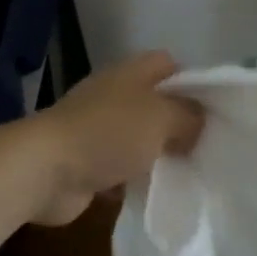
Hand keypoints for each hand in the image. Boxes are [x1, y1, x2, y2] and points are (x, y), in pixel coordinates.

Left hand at [29, 51, 205, 225]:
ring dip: (157, 153)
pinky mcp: (85, 162)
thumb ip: (189, 117)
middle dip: (178, 121)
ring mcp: (96, 128)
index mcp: (131, 73)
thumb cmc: (108, 132)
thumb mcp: (162, 118)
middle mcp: (113, 94)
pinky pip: (120, 167)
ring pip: (139, 136)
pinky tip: (155, 191)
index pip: (168, 64)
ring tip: (188, 170)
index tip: (213, 107)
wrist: (43, 170)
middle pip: (155, 102)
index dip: (191, 80)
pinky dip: (134, 178)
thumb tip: (199, 124)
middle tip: (205, 142)